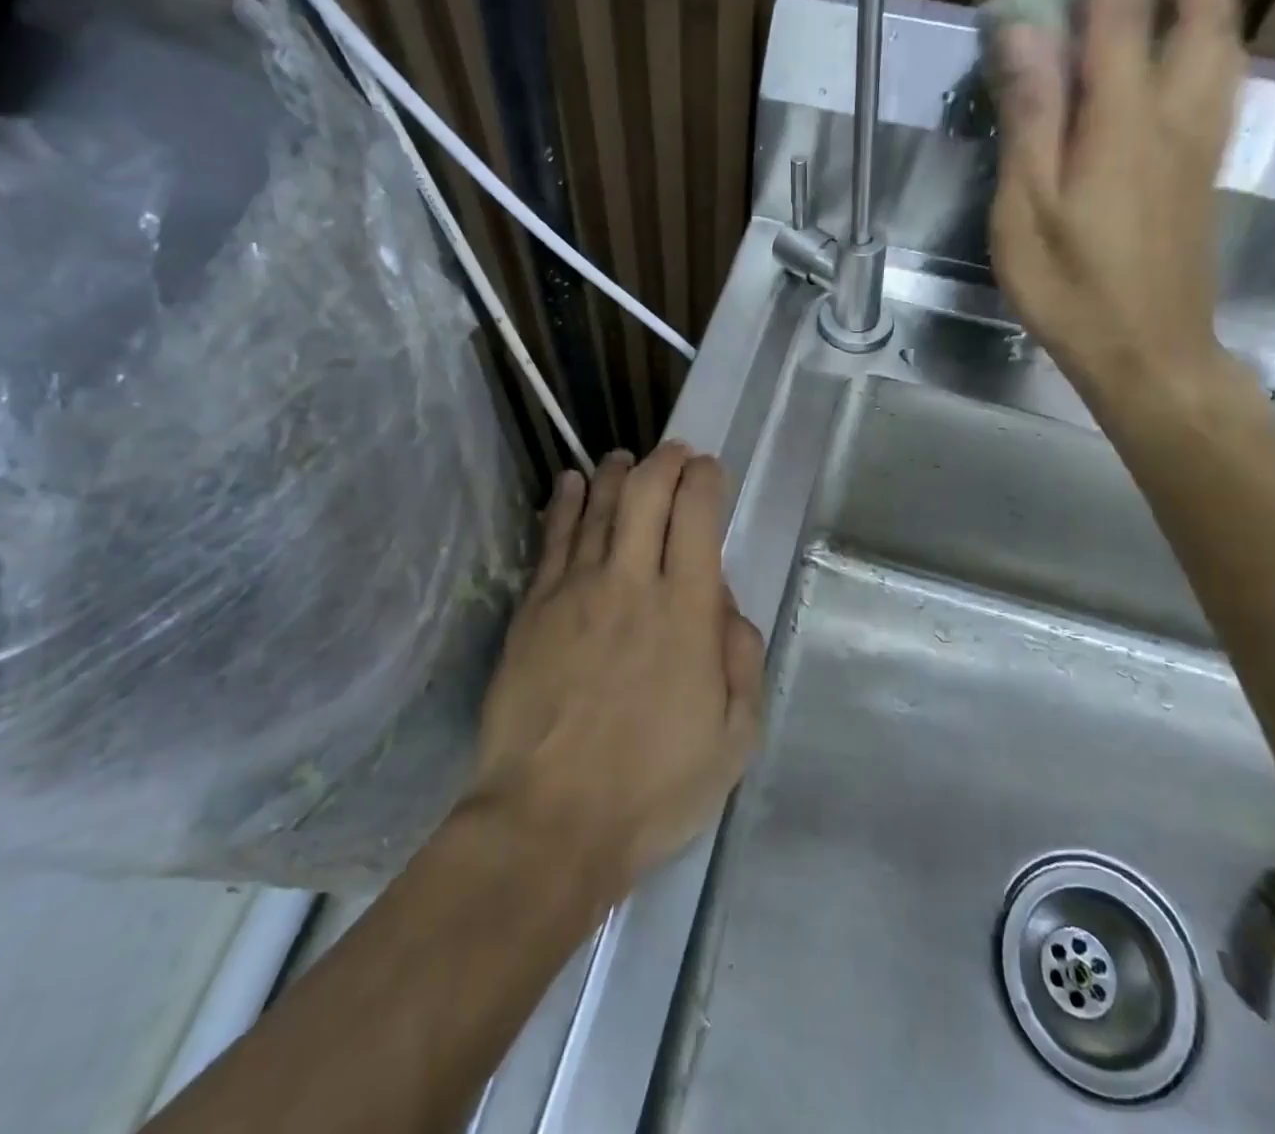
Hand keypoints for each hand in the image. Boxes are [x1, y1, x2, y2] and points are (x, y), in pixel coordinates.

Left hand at [472, 444, 763, 896]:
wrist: (550, 822)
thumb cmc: (653, 787)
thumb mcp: (734, 737)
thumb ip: (741, 659)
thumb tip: (725, 605)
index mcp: (685, 611)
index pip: (696, 516)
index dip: (704, 480)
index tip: (709, 470)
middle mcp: (630, 584)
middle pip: (645, 495)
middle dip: (664, 462)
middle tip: (674, 452)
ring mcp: (574, 592)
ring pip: (596, 508)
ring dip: (615, 474)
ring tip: (624, 458)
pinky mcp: (533, 610)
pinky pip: (551, 540)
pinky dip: (563, 504)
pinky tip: (569, 483)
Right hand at [988, 0, 1245, 400]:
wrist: (1148, 352)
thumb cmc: (1072, 291)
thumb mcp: (1026, 212)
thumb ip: (1030, 120)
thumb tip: (1024, 34)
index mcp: (1121, 123)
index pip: (1122, 9)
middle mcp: (1175, 117)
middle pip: (1201, 9)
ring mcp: (1200, 143)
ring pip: (1224, 40)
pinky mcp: (1205, 170)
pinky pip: (1223, 78)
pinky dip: (1217, 33)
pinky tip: (1200, 38)